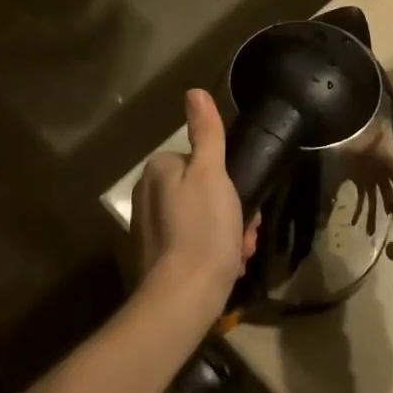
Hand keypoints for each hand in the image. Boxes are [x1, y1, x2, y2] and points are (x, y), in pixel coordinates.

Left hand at [134, 89, 257, 316]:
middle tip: (246, 233)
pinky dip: (211, 251)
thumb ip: (206, 132)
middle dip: (230, 211)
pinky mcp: (154, 258)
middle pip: (203, 191)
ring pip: (201, 218)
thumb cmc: (202, 231)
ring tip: (240, 254)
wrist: (181, 300)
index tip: (246, 204)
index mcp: (159, 170)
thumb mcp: (212, 174)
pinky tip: (227, 267)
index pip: (202, 162)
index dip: (229, 181)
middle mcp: (147, 194)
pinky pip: (191, 243)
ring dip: (226, 233)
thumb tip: (194, 92)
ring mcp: (149, 228)